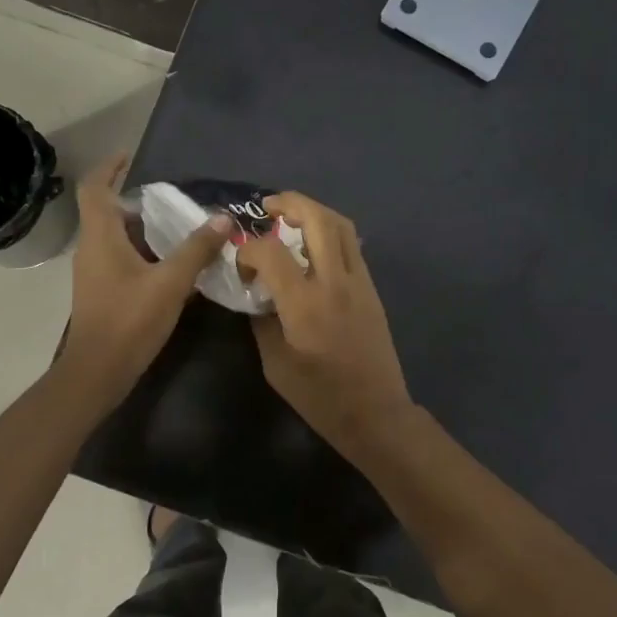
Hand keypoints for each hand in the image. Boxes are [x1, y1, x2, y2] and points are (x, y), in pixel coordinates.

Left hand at [57, 154, 231, 410]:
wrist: (98, 371)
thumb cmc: (129, 320)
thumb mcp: (170, 283)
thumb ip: (196, 250)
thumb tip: (223, 219)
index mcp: (100, 237)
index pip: (94, 188)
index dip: (110, 167)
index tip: (130, 155)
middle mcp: (91, 248)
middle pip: (105, 210)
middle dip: (134, 198)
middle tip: (169, 196)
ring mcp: (93, 271)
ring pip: (113, 236)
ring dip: (140, 226)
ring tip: (175, 224)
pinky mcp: (101, 290)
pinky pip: (119, 256)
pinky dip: (141, 249)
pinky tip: (169, 261)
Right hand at [236, 193, 414, 451]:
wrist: (375, 413)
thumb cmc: (320, 396)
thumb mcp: (275, 363)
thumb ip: (261, 320)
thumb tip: (255, 293)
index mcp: (305, 304)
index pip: (271, 251)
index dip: (248, 249)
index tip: (241, 265)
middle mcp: (335, 282)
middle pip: (317, 219)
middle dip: (290, 203)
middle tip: (267, 208)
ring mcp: (359, 282)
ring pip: (341, 226)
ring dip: (314, 211)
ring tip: (290, 218)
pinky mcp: (371, 289)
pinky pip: (351, 246)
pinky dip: (330, 233)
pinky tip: (312, 246)